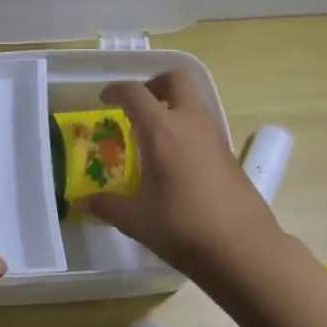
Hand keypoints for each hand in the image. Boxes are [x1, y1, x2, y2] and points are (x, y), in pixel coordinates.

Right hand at [87, 71, 280, 276]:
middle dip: (154, 84)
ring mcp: (214, 135)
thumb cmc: (181, 227)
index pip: (135, 93)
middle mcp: (190, 122)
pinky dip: (186, 127)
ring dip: (172, 105)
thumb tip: (84, 202)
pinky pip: (203, 124)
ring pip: (194, 100)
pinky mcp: (229, 153)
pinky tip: (175, 159)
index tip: (104, 100)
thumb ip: (107, 205)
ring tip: (153, 134)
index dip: (115, 90)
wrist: (242, 248)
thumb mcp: (135, 219)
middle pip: (176, 79)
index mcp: (162, 130)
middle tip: (137, 106)